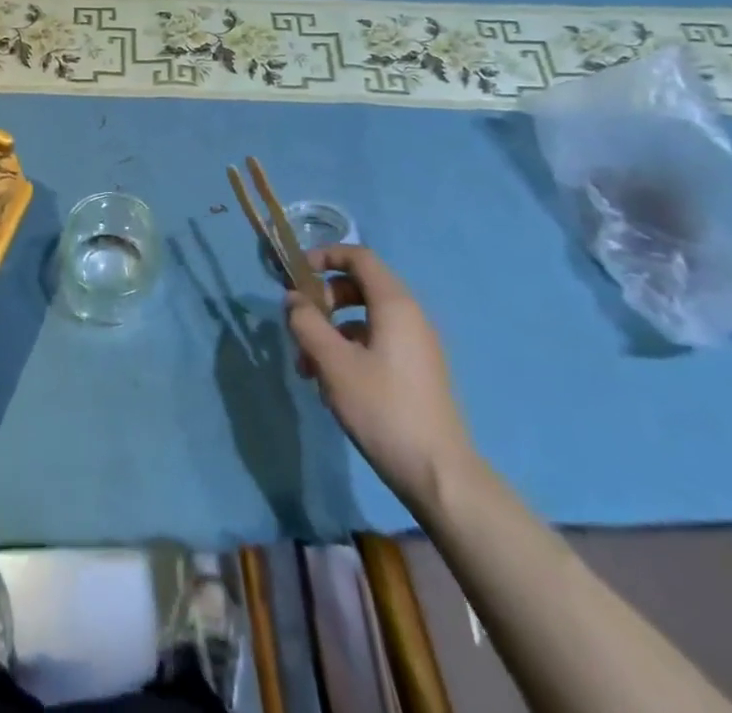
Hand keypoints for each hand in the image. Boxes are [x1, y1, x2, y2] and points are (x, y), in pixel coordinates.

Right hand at [285, 245, 476, 511]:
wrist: (439, 475)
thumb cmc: (383, 408)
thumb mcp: (333, 362)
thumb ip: (307, 323)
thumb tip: (292, 299)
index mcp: (395, 304)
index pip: (359, 257)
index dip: (325, 256)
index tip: (295, 273)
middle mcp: (410, 316)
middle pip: (359, 287)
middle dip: (323, 299)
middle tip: (300, 323)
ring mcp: (416, 345)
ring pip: (364, 319)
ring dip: (331, 331)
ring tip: (307, 365)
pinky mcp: (416, 372)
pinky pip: (376, 342)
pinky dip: (349, 350)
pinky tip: (330, 385)